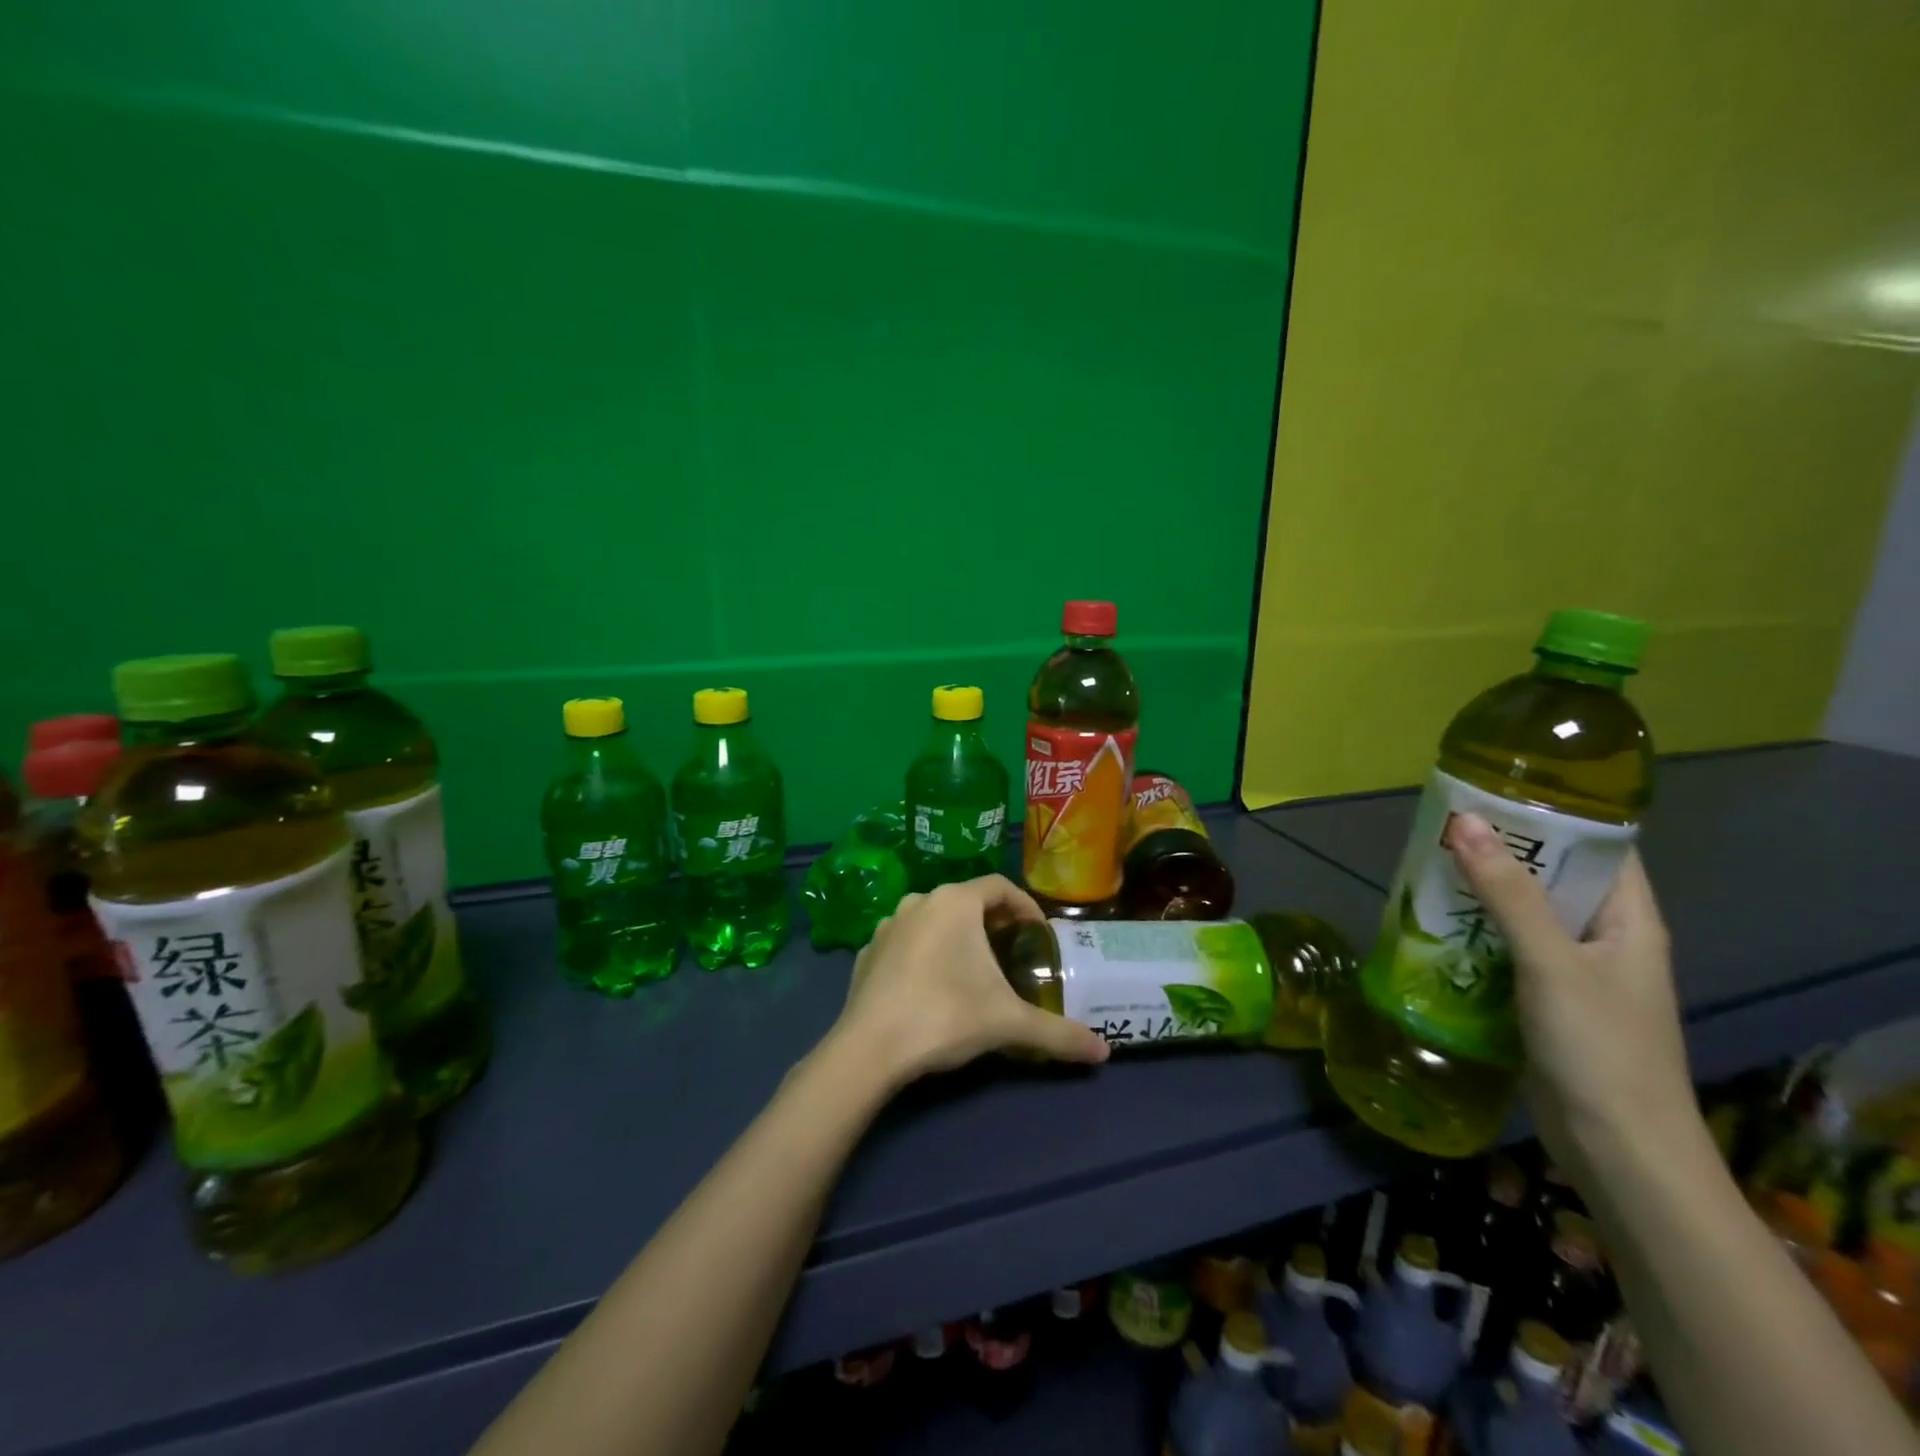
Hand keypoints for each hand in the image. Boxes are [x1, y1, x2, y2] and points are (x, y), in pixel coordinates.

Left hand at [828, 876, 1110, 1089]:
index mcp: (954, 902)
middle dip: (993, 923)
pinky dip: (925, 954)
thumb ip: (1058, 1034)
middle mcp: (919, 901)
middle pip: (966, 901)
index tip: (1039, 933)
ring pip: (934, 920)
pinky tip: (933, 986)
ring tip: (974, 969)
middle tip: (1013, 952)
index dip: (1024, 906)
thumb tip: (1104, 1051)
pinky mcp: (866, 952)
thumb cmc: (944, 1016)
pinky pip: (906, 942)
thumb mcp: (1008, 1023)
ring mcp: (887, 925)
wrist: (868, 1049)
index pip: (999, 886)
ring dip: (957, 936)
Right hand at [1447, 814, 1694, 1175]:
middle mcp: (1603, 938)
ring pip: (1522, 914)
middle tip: (1442, 825)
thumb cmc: (1600, 1048)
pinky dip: (1472, 933)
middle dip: (1501, 851)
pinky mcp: (1543, 1000)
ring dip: (1479, 894)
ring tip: (1425, 865)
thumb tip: (1466, 820)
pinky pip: (1504, 950)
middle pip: (1552, 877)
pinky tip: (1431, 924)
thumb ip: (1507, 893)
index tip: (1495, 789)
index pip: (1600, 847)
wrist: (1617, 1152)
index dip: (1555, 813)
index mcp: (1628, 920)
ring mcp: (1573, 971)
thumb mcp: (1552, 962)